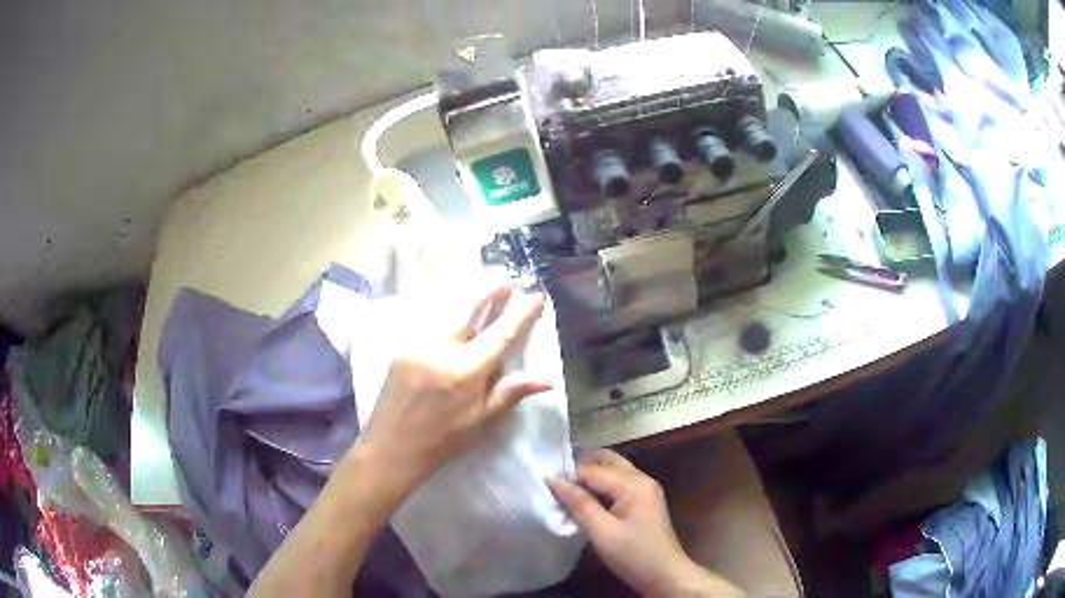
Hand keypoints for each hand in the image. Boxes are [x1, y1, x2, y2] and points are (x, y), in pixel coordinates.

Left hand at [357, 282, 550, 497]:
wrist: (392, 447)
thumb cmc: (443, 440)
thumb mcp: (482, 421)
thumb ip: (510, 393)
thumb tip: (547, 379)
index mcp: (466, 371)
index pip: (500, 334)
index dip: (521, 312)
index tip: (535, 293)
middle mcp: (442, 349)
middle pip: (469, 310)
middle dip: (489, 292)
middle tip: (506, 278)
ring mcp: (418, 345)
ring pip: (448, 313)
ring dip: (468, 300)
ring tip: (484, 291)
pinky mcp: (403, 348)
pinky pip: (430, 324)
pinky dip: (447, 315)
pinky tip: (454, 314)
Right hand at [549, 450, 741, 596]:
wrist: (665, 575)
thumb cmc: (634, 555)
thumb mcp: (602, 533)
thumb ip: (579, 504)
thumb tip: (554, 480)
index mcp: (633, 484)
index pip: (593, 470)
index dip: (568, 476)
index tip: (543, 484)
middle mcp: (642, 479)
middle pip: (607, 460)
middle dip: (580, 467)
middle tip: (555, 483)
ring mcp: (646, 489)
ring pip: (613, 470)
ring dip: (590, 475)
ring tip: (566, 491)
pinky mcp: (644, 501)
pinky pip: (619, 483)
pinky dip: (601, 485)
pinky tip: (586, 500)